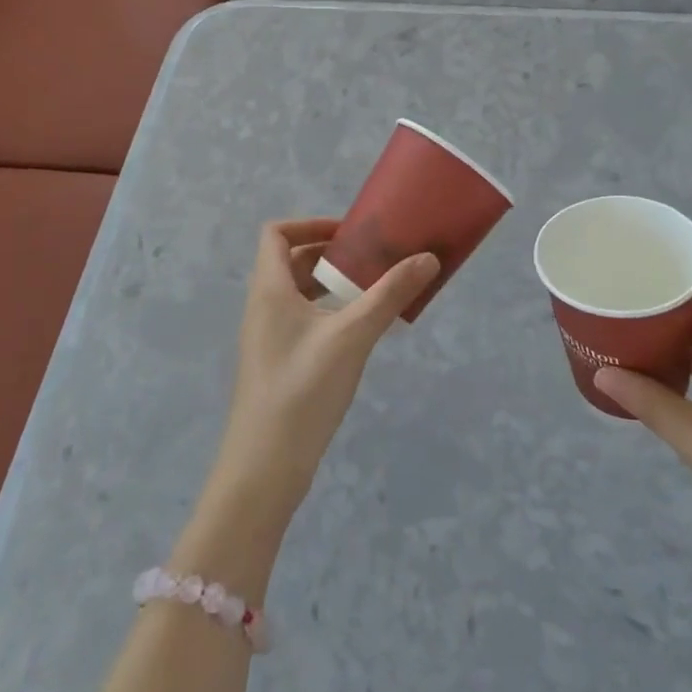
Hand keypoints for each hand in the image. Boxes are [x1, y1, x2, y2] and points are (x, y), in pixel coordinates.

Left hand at [211, 218, 439, 526]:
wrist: (265, 468)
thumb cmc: (303, 389)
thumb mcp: (352, 336)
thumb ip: (389, 294)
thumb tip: (428, 258)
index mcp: (270, 290)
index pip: (276, 233)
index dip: (310, 223)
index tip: (349, 233)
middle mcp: (263, 307)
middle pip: (290, 261)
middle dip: (330, 254)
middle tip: (370, 258)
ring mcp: (267, 338)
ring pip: (297, 293)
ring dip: (331, 284)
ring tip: (371, 291)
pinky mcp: (277, 363)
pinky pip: (301, 320)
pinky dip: (328, 312)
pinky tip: (359, 332)